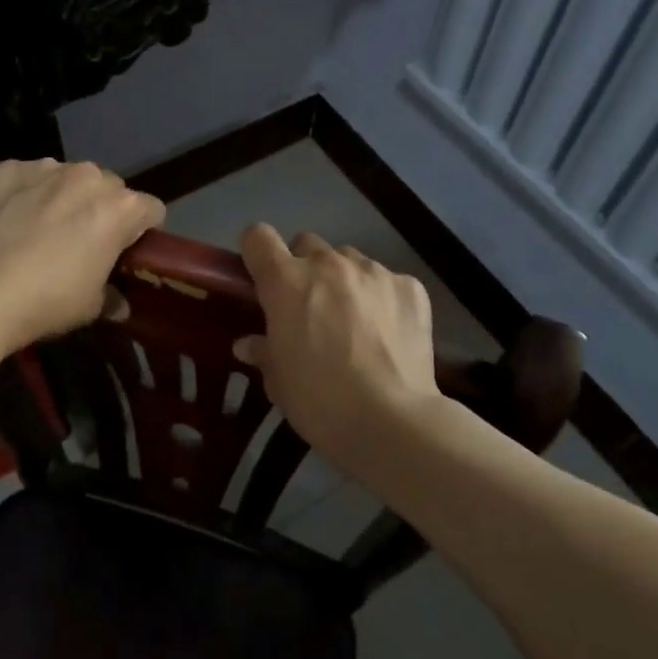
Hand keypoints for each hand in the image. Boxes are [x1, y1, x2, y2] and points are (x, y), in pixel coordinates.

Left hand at [0, 159, 164, 351]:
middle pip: (111, 188)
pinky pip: (30, 176)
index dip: (142, 231)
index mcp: (121, 208)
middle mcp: (89, 177)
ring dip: (67, 196)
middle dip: (104, 209)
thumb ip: (112, 297)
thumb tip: (119, 305)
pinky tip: (13, 219)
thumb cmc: (48, 301)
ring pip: (70, 177)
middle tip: (84, 241)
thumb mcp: (91, 306)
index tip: (126, 251)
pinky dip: (28, 192)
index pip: (151, 209)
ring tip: (44, 227)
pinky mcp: (9, 169)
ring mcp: (47, 169)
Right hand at [234, 226, 444, 472]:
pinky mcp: (409, 287)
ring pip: (350, 260)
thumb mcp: (278, 381)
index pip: (258, 237)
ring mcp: (373, 272)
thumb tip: (248, 344)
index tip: (260, 275)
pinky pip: (388, 281)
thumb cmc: (319, 401)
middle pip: (307, 244)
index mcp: (286, 281)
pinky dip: (383, 299)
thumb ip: (263, 351)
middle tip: (310, 306)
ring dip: (345, 281)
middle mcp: (328, 264)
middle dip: (304, 268)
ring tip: (355, 322)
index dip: (257, 252)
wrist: (391, 421)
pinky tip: (389, 333)